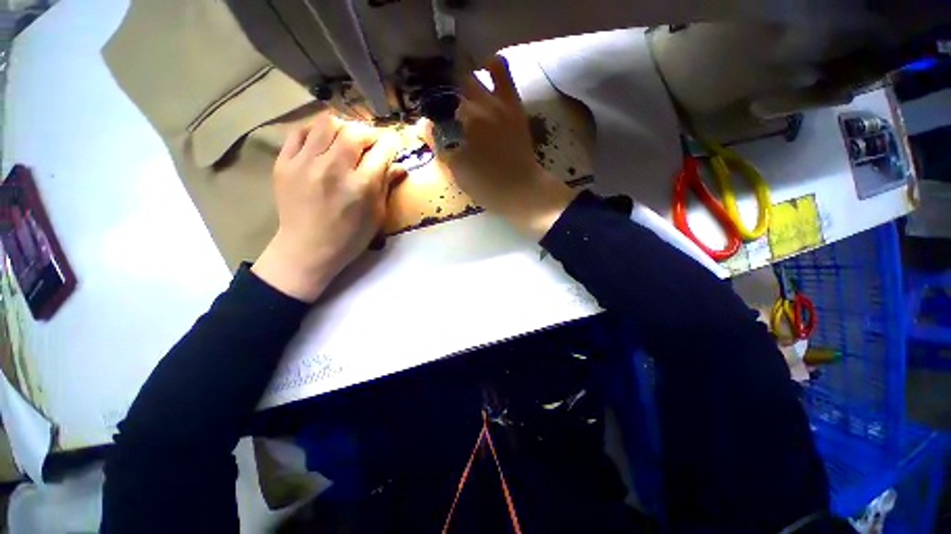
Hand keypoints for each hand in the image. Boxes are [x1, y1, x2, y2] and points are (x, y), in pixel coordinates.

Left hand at [252, 112, 405, 301]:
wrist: (307, 249)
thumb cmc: (350, 237)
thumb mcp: (376, 216)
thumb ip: (387, 187)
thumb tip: (400, 167)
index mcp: (362, 186)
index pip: (381, 150)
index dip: (389, 143)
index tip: (391, 143)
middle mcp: (334, 168)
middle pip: (354, 132)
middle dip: (367, 133)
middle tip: (370, 142)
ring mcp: (305, 163)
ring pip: (326, 123)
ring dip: (342, 127)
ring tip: (346, 138)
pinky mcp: (284, 163)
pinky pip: (299, 132)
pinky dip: (314, 131)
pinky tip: (321, 141)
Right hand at [428, 56, 576, 239]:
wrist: (520, 188)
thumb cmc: (486, 186)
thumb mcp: (457, 171)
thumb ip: (439, 145)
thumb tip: (423, 125)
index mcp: (457, 129)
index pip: (435, 112)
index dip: (431, 116)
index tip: (431, 122)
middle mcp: (473, 109)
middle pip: (449, 92)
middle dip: (443, 98)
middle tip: (445, 109)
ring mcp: (494, 103)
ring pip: (469, 78)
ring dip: (460, 83)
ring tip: (460, 91)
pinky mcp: (512, 102)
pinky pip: (501, 70)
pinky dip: (490, 65)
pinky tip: (484, 68)